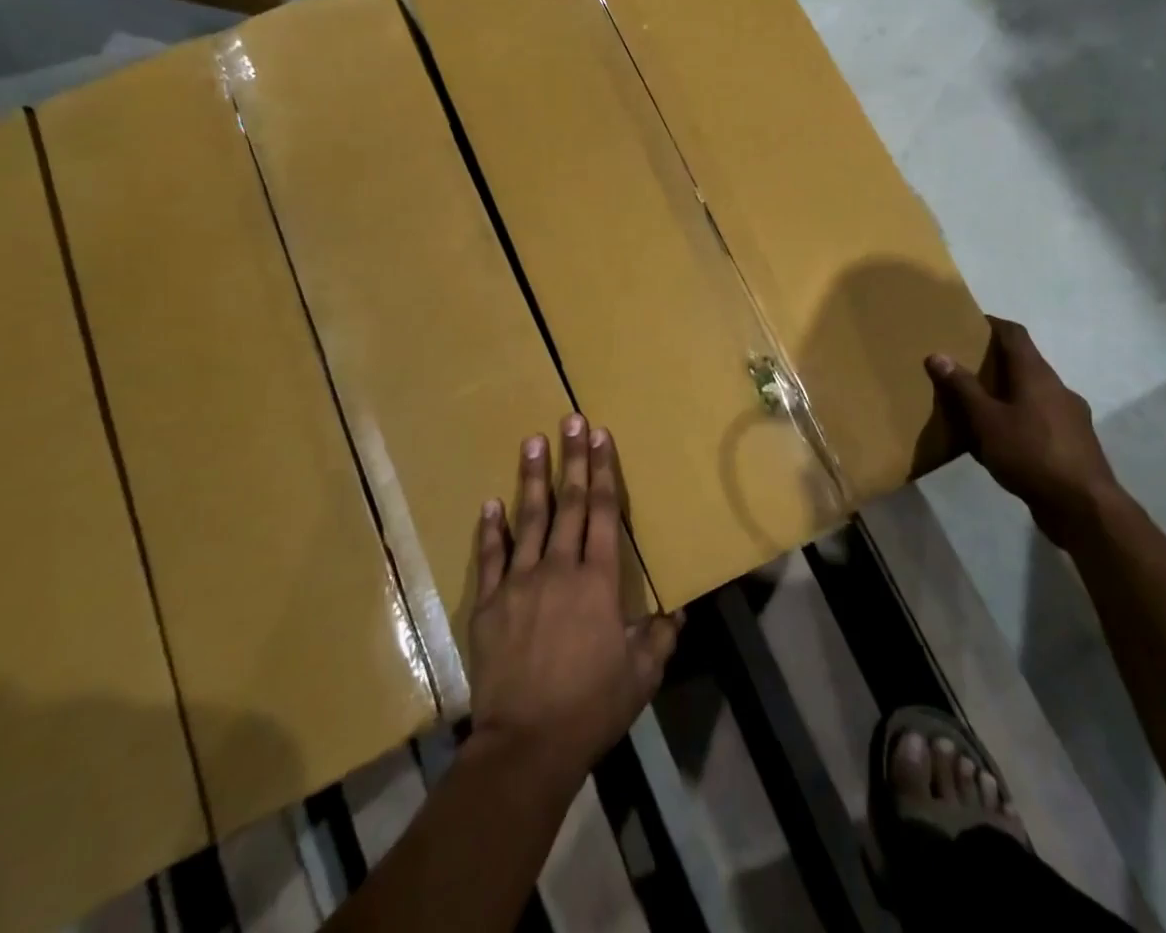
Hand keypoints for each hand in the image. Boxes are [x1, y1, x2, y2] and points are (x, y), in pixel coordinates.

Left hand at [468, 413, 680, 787]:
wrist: (526, 746)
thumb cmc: (590, 707)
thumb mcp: (640, 677)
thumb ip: (659, 638)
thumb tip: (677, 613)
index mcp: (597, 581)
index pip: (601, 513)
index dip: (602, 472)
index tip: (601, 436)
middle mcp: (558, 569)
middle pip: (567, 504)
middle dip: (572, 459)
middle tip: (571, 419)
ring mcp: (518, 583)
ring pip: (528, 519)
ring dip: (532, 478)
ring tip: (533, 441)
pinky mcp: (488, 604)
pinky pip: (490, 558)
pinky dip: (491, 529)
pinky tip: (491, 503)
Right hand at [926, 318, 1120, 547]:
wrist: (1084, 507)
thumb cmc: (1031, 454)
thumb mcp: (986, 421)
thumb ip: (963, 388)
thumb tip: (938, 354)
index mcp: (1037, 375)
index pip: (1015, 334)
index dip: (992, 324)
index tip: (969, 323)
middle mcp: (1058, 388)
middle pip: (1025, 363)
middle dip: (996, 363)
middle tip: (965, 368)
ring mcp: (1072, 417)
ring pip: (1034, 394)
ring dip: (1009, 394)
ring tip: (980, 407)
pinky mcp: (1075, 443)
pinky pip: (1042, 419)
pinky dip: (1021, 419)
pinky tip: (1004, 441)